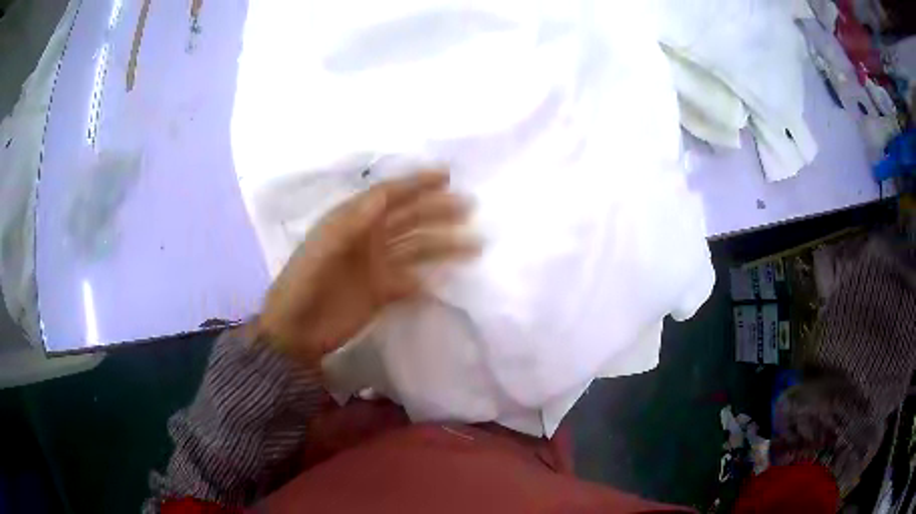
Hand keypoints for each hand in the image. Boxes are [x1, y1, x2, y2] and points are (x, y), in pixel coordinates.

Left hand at [256, 170, 477, 365]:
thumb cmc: (303, 285)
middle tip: (469, 207)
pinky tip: (446, 279)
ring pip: (416, 249)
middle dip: (438, 210)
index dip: (415, 183)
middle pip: (408, 219)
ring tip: (474, 244)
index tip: (445, 177)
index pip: (388, 196)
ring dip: (443, 245)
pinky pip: (412, 281)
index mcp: (351, 222)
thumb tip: (384, 196)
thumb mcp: (322, 248)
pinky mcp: (382, 292)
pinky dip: (428, 279)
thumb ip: (351, 222)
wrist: (295, 331)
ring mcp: (377, 266)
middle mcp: (368, 238)